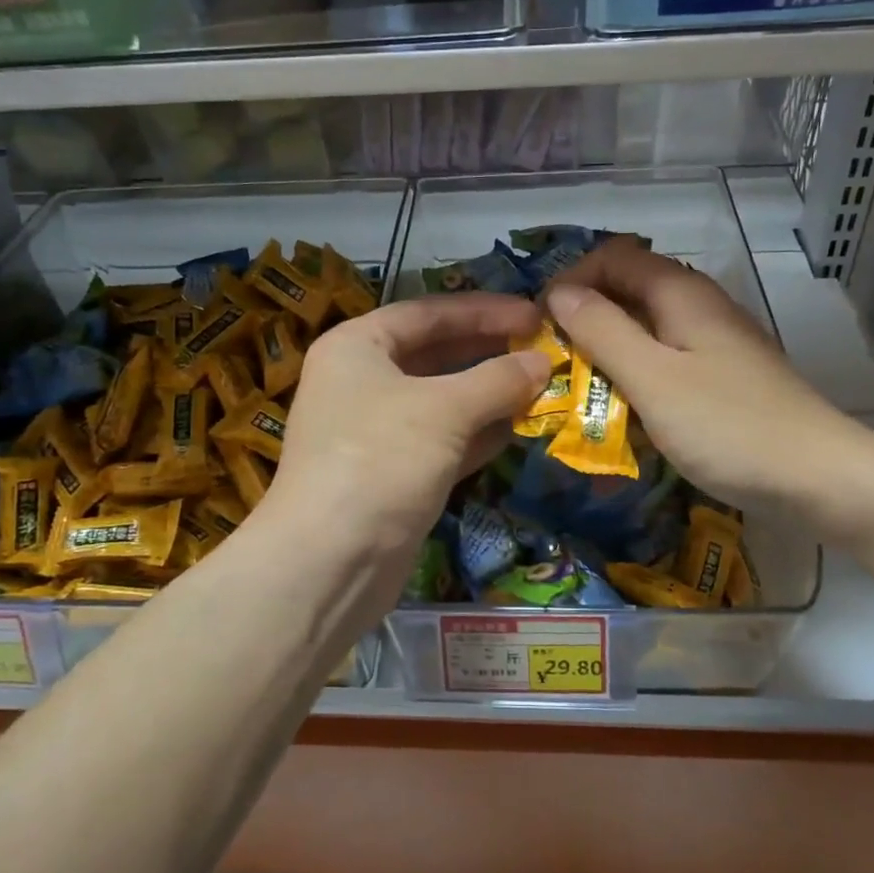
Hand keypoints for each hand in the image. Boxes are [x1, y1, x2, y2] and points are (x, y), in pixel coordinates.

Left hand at [267, 293, 550, 562]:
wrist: (330, 562)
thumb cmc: (381, 459)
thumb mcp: (444, 409)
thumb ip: (497, 380)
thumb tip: (541, 361)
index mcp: (356, 346)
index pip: (427, 313)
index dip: (483, 310)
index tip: (533, 314)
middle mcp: (361, 382)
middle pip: (434, 354)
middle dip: (489, 352)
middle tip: (543, 348)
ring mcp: (376, 432)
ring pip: (443, 401)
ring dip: (490, 394)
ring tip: (543, 386)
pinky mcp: (394, 474)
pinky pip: (443, 440)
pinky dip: (479, 434)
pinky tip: (519, 428)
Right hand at [545, 241, 871, 516]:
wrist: (819, 479)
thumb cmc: (728, 426)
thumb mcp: (652, 378)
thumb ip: (603, 331)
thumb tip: (559, 293)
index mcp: (682, 293)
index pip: (613, 255)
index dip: (572, 279)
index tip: (541, 323)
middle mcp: (700, 306)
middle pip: (630, 288)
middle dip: (585, 315)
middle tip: (554, 359)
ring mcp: (715, 342)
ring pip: (646, 326)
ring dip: (607, 348)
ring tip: (579, 385)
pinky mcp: (723, 376)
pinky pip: (666, 359)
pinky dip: (635, 373)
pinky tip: (624, 408)